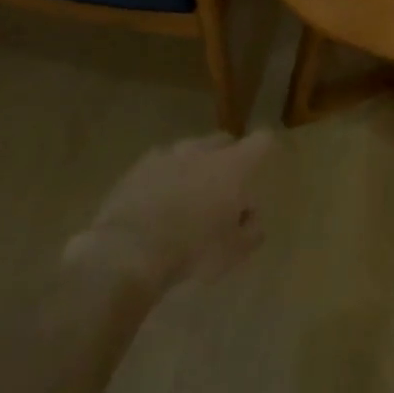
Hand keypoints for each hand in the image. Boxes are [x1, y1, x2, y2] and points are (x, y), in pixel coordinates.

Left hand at [69, 131, 272, 298]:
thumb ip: (251, 229)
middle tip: (225, 186)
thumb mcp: (235, 251)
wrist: (128, 251)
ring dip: (194, 166)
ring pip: (189, 151)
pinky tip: (158, 202)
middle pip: (223, 140)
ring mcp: (166, 155)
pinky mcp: (137, 168)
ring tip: (188, 195)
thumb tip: (250, 216)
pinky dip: (165, 177)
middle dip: (228, 157)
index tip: (264, 160)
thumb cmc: (193, 250)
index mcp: (233, 166)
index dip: (265, 147)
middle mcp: (201, 150)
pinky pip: (160, 164)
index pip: (261, 141)